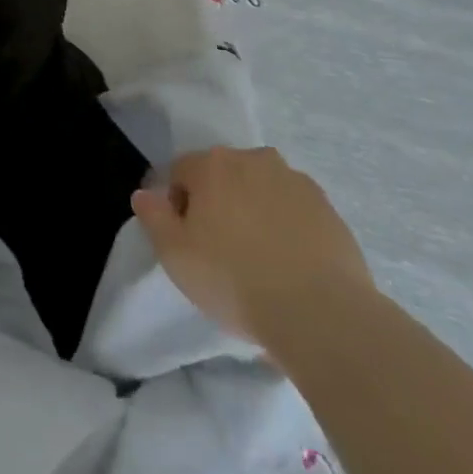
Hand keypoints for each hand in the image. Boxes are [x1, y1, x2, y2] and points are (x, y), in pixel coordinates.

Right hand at [132, 146, 375, 354]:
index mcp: (211, 164)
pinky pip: (295, 210)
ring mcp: (295, 181)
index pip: (181, 172)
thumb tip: (144, 194)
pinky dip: (289, 226)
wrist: (321, 314)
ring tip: (261, 259)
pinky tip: (292, 264)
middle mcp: (252, 159)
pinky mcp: (328, 208)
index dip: (179, 206)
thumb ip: (154, 217)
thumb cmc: (235, 280)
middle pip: (223, 176)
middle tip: (223, 250)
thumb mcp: (175, 255)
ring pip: (261, 189)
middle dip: (219, 203)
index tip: (189, 242)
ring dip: (255, 210)